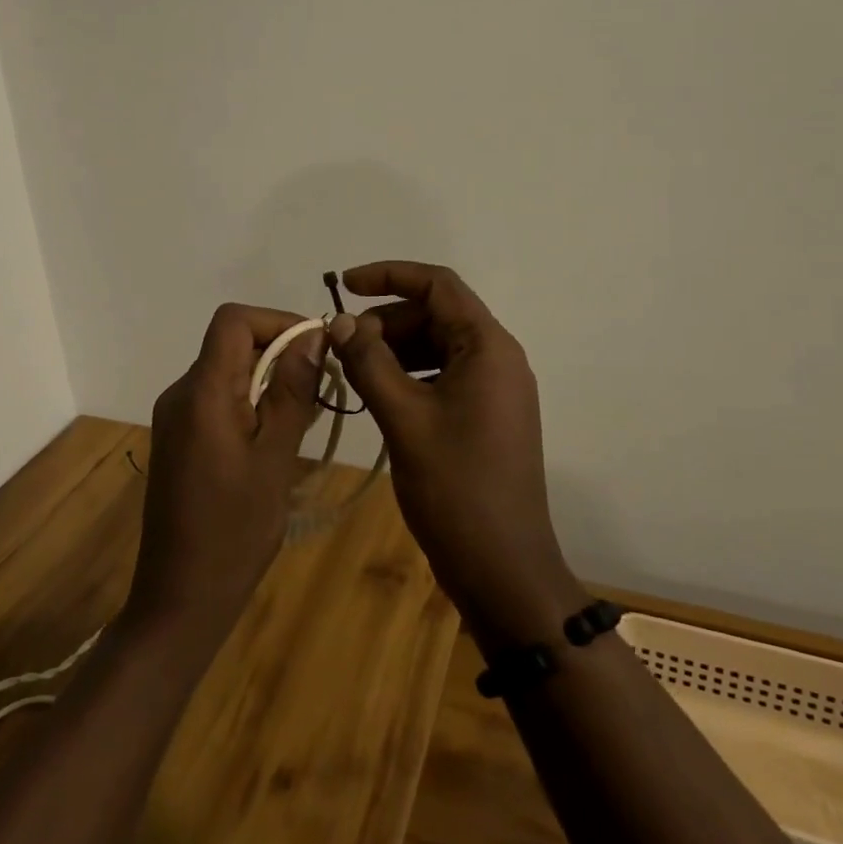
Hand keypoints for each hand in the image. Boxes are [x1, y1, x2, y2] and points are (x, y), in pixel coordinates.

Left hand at [128, 303, 323, 651]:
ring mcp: (177, 418)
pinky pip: (219, 399)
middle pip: (232, 343)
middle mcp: (182, 394)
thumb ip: (292, 392)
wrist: (180, 598)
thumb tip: (312, 336)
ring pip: (229, 371)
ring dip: (270, 380)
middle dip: (280, 353)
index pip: (233, 320)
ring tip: (305, 418)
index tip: (316, 349)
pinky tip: (277, 439)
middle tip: (320, 391)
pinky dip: (253, 402)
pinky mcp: (180, 439)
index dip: (277, 321)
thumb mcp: (275, 459)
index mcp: (201, 393)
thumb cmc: (234, 532)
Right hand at [327, 262, 577, 643]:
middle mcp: (498, 358)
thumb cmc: (456, 488)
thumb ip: (369, 362)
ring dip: (394, 349)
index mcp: (488, 347)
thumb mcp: (404, 418)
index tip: (343, 285)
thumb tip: (339, 321)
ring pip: (438, 347)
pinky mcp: (486, 416)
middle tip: (341, 346)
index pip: (438, 285)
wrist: (503, 569)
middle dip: (386, 321)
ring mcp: (495, 389)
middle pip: (437, 315)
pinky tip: (377, 396)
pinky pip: (444, 376)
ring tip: (352, 371)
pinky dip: (409, 376)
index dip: (389, 275)